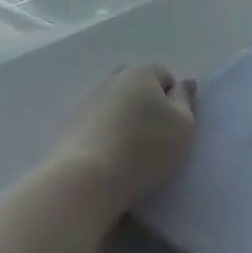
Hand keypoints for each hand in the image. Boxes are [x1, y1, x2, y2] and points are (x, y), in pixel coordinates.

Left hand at [52, 65, 196, 213]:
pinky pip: (93, 121)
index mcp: (141, 72)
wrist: (85, 180)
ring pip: (112, 102)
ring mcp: (85, 99)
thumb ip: (185, 100)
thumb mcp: (182, 126)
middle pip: (135, 85)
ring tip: (127, 149)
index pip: (164, 76)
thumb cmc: (144, 149)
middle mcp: (111, 78)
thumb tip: (185, 82)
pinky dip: (101, 132)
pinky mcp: (66, 124)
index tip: (172, 127)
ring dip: (121, 117)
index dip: (173, 101)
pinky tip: (106, 155)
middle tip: (151, 134)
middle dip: (144, 103)